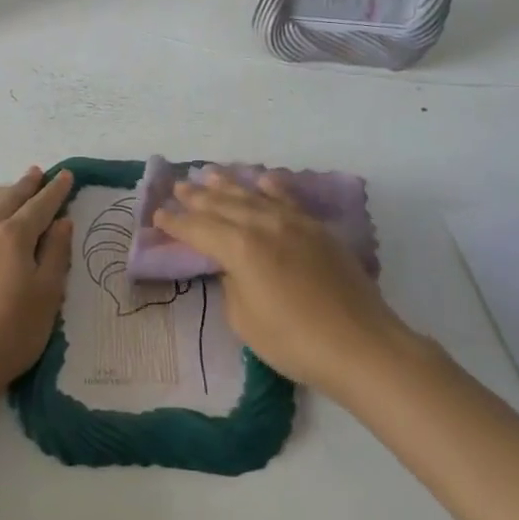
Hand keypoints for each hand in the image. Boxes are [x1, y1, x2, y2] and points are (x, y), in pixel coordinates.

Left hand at [0, 167, 75, 391]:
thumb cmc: (13, 331)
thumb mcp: (48, 294)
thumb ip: (56, 254)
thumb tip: (62, 222)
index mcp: (14, 238)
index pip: (39, 207)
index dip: (54, 191)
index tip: (64, 175)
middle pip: (5, 201)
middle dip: (23, 186)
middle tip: (34, 173)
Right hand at [155, 170, 406, 394]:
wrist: (361, 345)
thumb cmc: (294, 341)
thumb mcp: (244, 320)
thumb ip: (230, 284)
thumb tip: (230, 266)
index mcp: (238, 248)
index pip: (197, 229)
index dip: (175, 223)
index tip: (158, 216)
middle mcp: (262, 225)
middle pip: (221, 205)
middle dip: (196, 197)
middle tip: (177, 187)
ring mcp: (293, 223)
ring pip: (252, 195)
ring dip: (227, 184)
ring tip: (208, 174)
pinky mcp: (317, 229)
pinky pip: (287, 198)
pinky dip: (271, 187)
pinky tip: (262, 179)